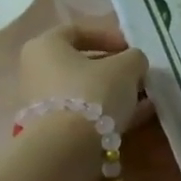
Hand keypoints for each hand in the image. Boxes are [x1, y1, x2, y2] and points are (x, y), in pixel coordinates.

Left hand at [18, 24, 149, 133]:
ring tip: (143, 98)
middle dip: (114, 69)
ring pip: (84, 90)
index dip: (108, 36)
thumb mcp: (126, 66)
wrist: (68, 148)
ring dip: (114, 92)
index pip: (77, 31)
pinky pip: (84, 113)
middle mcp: (36, 71)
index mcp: (45, 46)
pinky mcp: (51, 129)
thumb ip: (134, 58)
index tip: (131, 49)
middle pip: (81, 64)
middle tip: (139, 75)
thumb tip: (134, 63)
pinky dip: (107, 112)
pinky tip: (135, 117)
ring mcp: (41, 102)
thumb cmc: (93, 92)